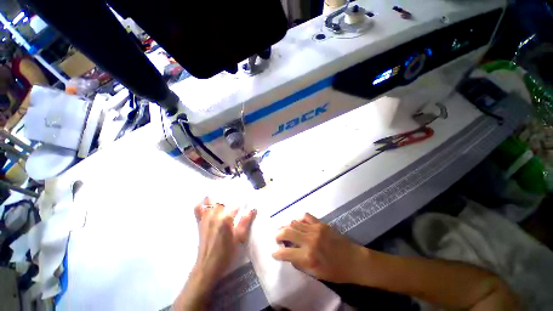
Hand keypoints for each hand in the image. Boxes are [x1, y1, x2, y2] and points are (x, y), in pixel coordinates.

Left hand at [192, 197, 256, 287]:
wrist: (207, 266)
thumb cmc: (226, 252)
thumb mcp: (239, 238)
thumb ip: (245, 221)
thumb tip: (253, 209)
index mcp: (225, 219)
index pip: (235, 205)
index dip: (241, 200)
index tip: (246, 196)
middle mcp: (215, 216)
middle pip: (221, 201)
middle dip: (227, 196)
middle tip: (233, 193)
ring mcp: (206, 219)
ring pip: (209, 203)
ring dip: (214, 197)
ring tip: (219, 192)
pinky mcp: (200, 224)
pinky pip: (198, 211)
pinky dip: (200, 206)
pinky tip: (202, 202)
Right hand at [272, 213, 367, 283]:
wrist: (354, 260)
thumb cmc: (335, 271)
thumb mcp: (316, 274)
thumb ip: (300, 264)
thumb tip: (290, 255)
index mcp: (308, 257)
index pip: (286, 253)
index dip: (277, 253)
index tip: (274, 252)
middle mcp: (309, 241)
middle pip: (287, 232)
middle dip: (278, 234)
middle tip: (276, 237)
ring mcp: (315, 229)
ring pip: (294, 223)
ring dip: (287, 226)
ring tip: (285, 229)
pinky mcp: (321, 223)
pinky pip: (305, 216)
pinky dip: (299, 219)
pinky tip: (299, 223)